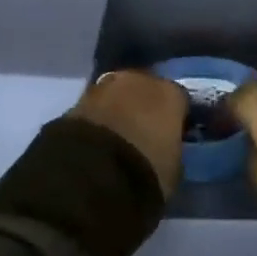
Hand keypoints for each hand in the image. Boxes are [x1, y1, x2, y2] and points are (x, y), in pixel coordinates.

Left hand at [68, 71, 187, 197]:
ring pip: (118, 95)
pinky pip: (95, 108)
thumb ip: (172, 149)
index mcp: (170, 94)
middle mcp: (139, 80)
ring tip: (117, 137)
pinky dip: (98, 119)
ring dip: (118, 109)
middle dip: (144, 107)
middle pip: (146, 89)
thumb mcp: (174, 168)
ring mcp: (104, 86)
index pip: (179, 100)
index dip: (175, 118)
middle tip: (142, 133)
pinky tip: (97, 140)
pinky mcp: (76, 100)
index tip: (172, 136)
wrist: (91, 175)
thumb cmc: (145, 172)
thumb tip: (165, 147)